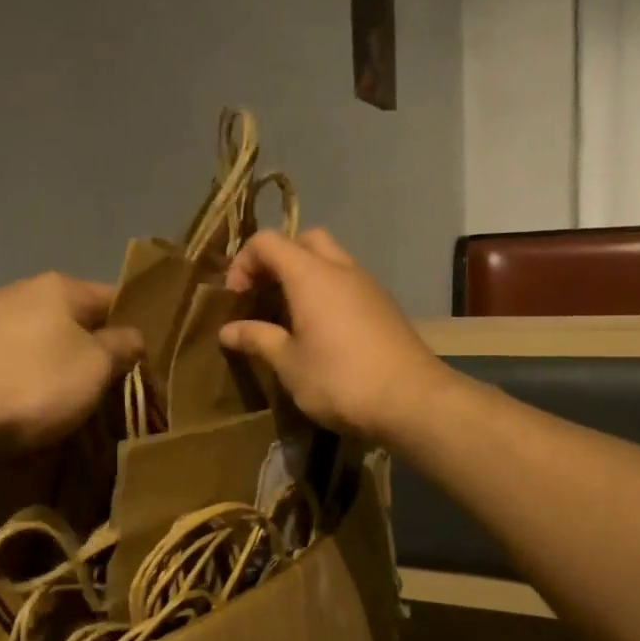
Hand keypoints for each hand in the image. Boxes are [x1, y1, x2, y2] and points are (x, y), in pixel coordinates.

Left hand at [0, 273, 142, 450]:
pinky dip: (30, 383)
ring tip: (76, 406)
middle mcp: (24, 293)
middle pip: (78, 322)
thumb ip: (122, 348)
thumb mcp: (95, 368)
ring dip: (63, 371)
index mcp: (61, 287)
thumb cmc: (30, 383)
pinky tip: (32, 409)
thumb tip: (133, 337)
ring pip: (45, 344)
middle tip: (115, 390)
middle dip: (98, 353)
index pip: (115, 297)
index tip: (150, 361)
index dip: (137, 326)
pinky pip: (16, 364)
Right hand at [219, 229, 445, 440]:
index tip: (236, 299)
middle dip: (279, 259)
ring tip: (290, 316)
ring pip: (332, 260)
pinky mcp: (385, 306)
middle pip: (305, 240)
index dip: (244, 262)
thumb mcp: (289, 364)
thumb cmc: (340, 380)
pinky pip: (349, 283)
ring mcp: (369, 285)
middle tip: (265, 295)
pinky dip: (329, 292)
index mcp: (311, 275)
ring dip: (306, 276)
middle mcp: (341, 269)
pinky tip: (323, 330)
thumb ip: (258, 339)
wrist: (412, 400)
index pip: (268, 242)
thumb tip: (227, 330)